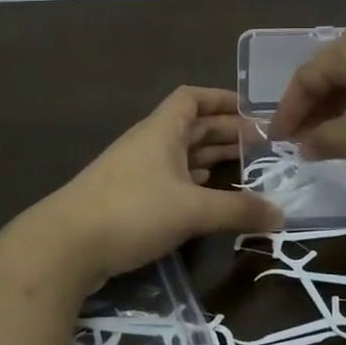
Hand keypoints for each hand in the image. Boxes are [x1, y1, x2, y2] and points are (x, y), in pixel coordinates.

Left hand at [34, 87, 283, 291]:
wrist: (64, 246)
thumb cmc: (131, 211)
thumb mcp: (192, 210)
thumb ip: (238, 210)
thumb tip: (281, 215)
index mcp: (161, 131)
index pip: (191, 98)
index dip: (221, 99)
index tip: (251, 110)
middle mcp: (147, 144)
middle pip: (189, 127)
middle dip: (223, 131)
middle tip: (259, 145)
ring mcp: (134, 172)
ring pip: (179, 155)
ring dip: (208, 158)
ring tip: (241, 168)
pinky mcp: (126, 200)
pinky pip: (167, 180)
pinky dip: (191, 182)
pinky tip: (205, 195)